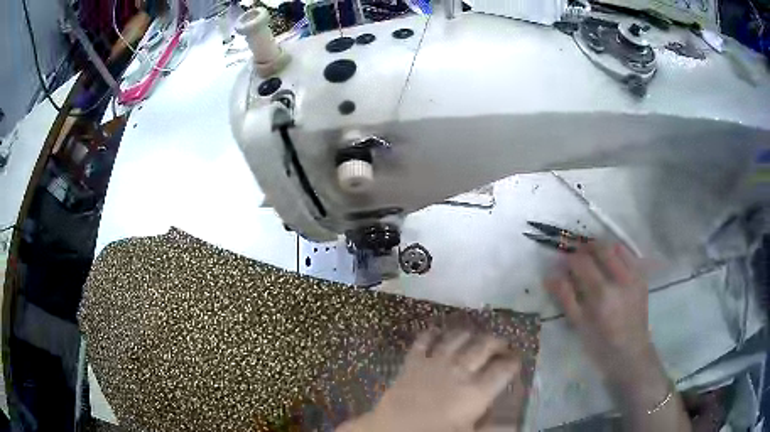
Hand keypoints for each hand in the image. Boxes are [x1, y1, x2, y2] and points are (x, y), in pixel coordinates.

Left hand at [338, 330, 521, 431]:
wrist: (393, 429)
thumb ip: (492, 426)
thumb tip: (514, 425)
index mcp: (477, 391)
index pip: (503, 369)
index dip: (513, 362)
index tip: (517, 360)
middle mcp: (460, 371)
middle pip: (484, 346)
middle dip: (497, 342)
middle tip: (502, 344)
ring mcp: (435, 363)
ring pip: (457, 338)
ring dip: (469, 334)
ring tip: (475, 335)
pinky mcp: (413, 362)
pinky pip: (424, 341)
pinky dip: (431, 333)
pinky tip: (437, 330)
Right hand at [545, 242, 653, 377]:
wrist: (631, 352)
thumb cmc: (601, 344)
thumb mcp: (579, 325)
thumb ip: (566, 298)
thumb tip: (549, 277)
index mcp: (602, 294)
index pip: (582, 263)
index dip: (569, 258)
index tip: (562, 262)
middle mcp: (620, 280)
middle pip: (600, 249)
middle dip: (585, 247)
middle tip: (576, 254)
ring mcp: (634, 276)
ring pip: (615, 248)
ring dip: (601, 248)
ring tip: (592, 256)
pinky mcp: (642, 277)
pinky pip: (629, 255)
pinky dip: (617, 252)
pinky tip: (610, 261)